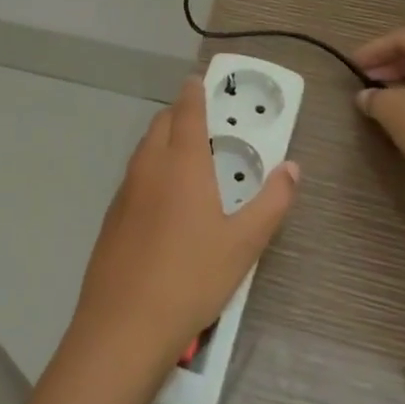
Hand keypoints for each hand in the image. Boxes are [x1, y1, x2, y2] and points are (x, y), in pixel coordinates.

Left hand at [69, 79, 298, 377]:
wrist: (124, 323)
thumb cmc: (192, 277)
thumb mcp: (245, 243)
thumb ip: (272, 202)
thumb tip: (293, 168)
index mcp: (182, 164)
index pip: (188, 112)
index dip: (194, 92)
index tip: (198, 80)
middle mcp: (149, 167)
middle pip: (161, 124)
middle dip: (179, 113)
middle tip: (202, 119)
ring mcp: (125, 191)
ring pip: (144, 149)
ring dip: (163, 139)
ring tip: (186, 155)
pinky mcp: (112, 216)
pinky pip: (134, 176)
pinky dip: (150, 168)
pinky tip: (163, 199)